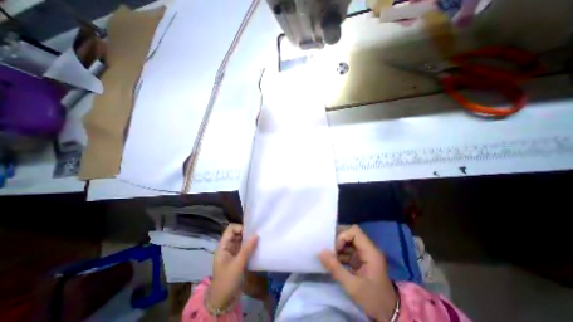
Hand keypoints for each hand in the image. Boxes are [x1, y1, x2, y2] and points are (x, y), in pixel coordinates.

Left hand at [209, 223, 257, 309]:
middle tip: (258, 234)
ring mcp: (233, 253)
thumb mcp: (238, 264)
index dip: (240, 228)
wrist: (223, 301)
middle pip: (237, 234)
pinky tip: (258, 247)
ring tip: (260, 239)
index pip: (231, 229)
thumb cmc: (227, 280)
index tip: (250, 232)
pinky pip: (245, 248)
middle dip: (247, 233)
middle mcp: (228, 247)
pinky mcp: (238, 259)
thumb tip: (256, 234)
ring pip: (242, 241)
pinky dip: (250, 246)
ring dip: (250, 240)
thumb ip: (247, 248)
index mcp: (223, 246)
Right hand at [317, 225, 399, 320]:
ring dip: (338, 246)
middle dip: (338, 239)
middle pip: (350, 233)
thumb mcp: (352, 286)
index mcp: (370, 252)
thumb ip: (336, 268)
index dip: (343, 236)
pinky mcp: (360, 259)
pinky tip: (334, 261)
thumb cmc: (373, 299)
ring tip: (329, 255)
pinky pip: (348, 249)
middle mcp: (368, 248)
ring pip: (348, 241)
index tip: (335, 249)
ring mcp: (364, 253)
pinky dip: (340, 253)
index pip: (355, 231)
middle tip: (328, 248)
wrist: (388, 314)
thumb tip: (320, 252)